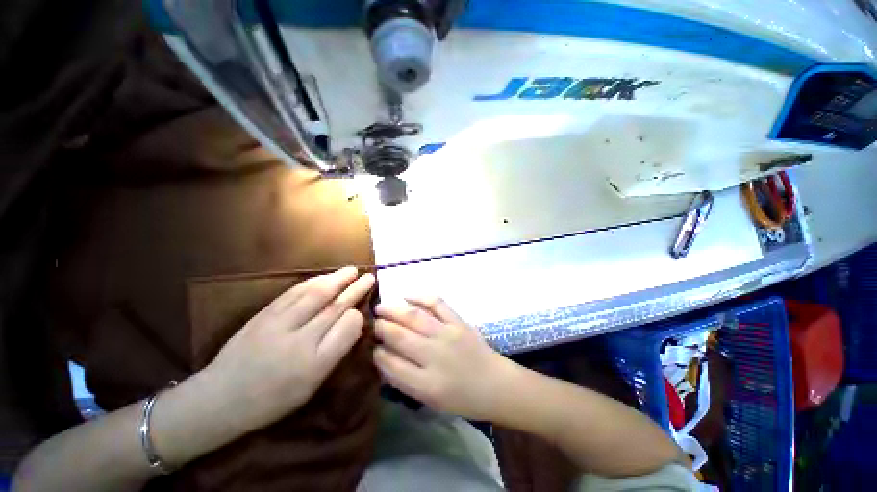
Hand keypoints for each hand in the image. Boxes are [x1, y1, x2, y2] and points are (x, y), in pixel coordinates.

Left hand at [202, 267, 374, 432]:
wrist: (220, 398)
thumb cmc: (273, 398)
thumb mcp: (312, 385)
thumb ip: (335, 352)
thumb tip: (352, 322)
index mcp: (315, 364)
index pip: (347, 328)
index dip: (358, 314)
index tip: (364, 309)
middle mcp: (300, 340)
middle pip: (334, 307)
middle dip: (355, 289)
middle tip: (369, 276)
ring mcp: (279, 324)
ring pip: (316, 294)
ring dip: (337, 279)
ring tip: (352, 270)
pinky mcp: (264, 314)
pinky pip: (294, 293)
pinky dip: (313, 281)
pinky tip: (324, 277)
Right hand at [373, 297, 513, 420]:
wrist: (496, 385)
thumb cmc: (462, 398)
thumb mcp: (430, 400)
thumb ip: (405, 381)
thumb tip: (383, 360)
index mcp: (426, 384)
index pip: (391, 364)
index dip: (377, 353)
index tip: (371, 347)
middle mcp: (434, 356)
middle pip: (399, 336)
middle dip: (380, 327)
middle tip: (371, 323)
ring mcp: (447, 334)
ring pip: (414, 317)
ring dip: (393, 309)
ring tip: (380, 307)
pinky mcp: (458, 321)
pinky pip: (436, 303)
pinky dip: (420, 296)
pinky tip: (407, 296)